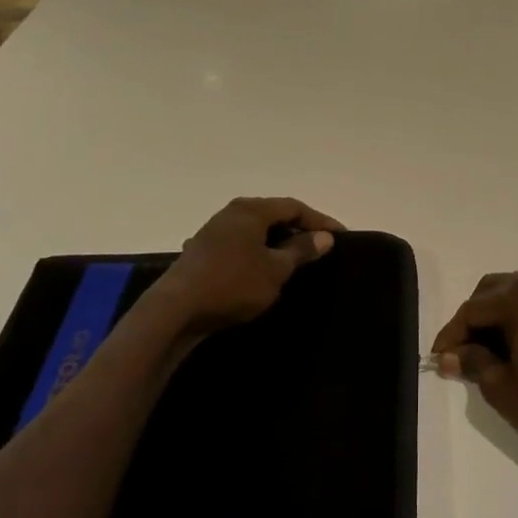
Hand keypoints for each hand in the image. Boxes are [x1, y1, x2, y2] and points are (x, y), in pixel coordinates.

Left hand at [150, 197, 343, 334]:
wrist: (175, 310)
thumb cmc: (233, 284)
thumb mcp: (276, 270)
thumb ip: (301, 250)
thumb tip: (324, 237)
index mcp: (251, 210)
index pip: (294, 207)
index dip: (320, 220)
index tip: (341, 236)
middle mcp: (231, 213)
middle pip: (274, 215)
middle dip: (298, 230)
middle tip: (320, 248)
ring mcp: (213, 231)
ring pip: (255, 231)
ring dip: (277, 243)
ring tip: (295, 261)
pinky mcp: (202, 252)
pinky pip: (240, 245)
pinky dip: (257, 253)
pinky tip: (261, 271)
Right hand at [432, 271, 517, 469]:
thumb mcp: (502, 387)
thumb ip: (472, 362)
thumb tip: (450, 355)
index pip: (473, 309)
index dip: (452, 335)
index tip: (438, 360)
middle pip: (493, 291)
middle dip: (474, 321)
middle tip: (461, 356)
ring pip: (516, 294)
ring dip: (496, 318)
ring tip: (485, 356)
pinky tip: (513, 349)